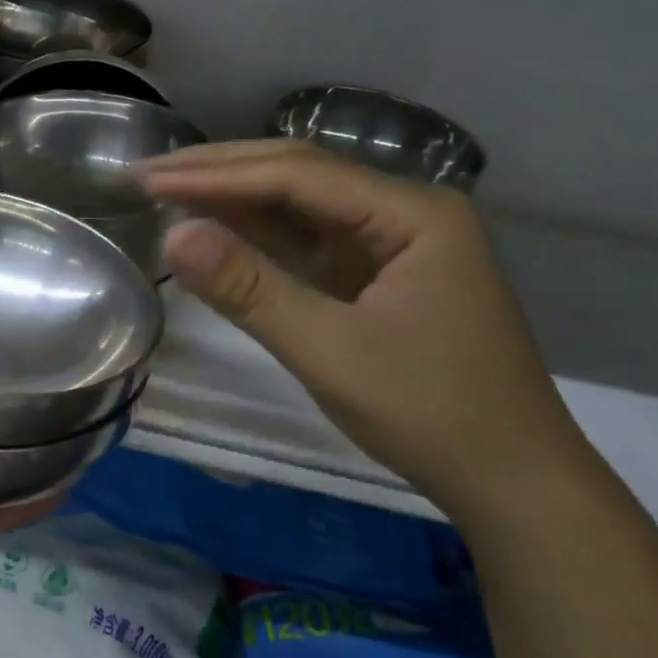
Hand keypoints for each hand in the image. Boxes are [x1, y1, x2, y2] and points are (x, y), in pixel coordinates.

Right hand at [138, 141, 591, 520]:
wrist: (511, 482)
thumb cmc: (431, 414)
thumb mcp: (330, 352)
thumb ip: (250, 290)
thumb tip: (172, 236)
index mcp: (412, 214)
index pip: (297, 176)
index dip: (217, 175)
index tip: (149, 180)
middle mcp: (404, 213)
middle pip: (299, 177)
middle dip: (221, 175)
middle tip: (146, 177)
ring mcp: (392, 244)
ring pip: (300, 207)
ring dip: (234, 202)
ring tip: (167, 194)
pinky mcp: (376, 275)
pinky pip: (308, 243)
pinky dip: (258, 238)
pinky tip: (216, 231)